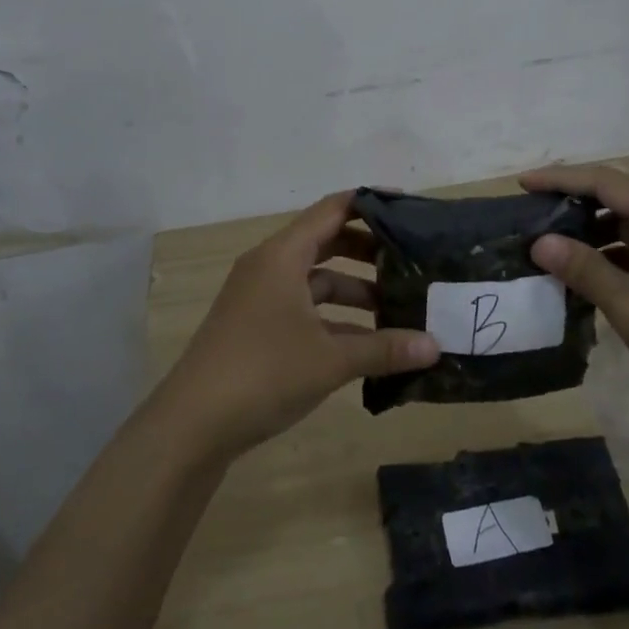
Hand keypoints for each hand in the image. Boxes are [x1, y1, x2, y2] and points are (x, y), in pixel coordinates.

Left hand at [158, 191, 439, 459]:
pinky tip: (365, 343)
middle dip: (368, 251)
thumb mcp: (331, 359)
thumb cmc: (263, 373)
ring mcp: (259, 298)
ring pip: (315, 280)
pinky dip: (334, 318)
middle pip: (325, 242)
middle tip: (410, 261)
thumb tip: (435, 346)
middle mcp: (269, 267)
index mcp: (282, 256)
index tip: (409, 208)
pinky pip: (303, 308)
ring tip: (397, 309)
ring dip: (353, 291)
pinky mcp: (255, 327)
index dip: (370, 204)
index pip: (332, 210)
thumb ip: (385, 349)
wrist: (192, 425)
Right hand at [521, 164, 628, 427]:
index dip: (560, 178)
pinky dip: (608, 252)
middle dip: (571, 199)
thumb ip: (587, 270)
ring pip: (627, 222)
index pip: (606, 182)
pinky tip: (584, 273)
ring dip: (589, 228)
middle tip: (528, 212)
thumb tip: (540, 242)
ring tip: (548, 243)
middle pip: (617, 195)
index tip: (521, 184)